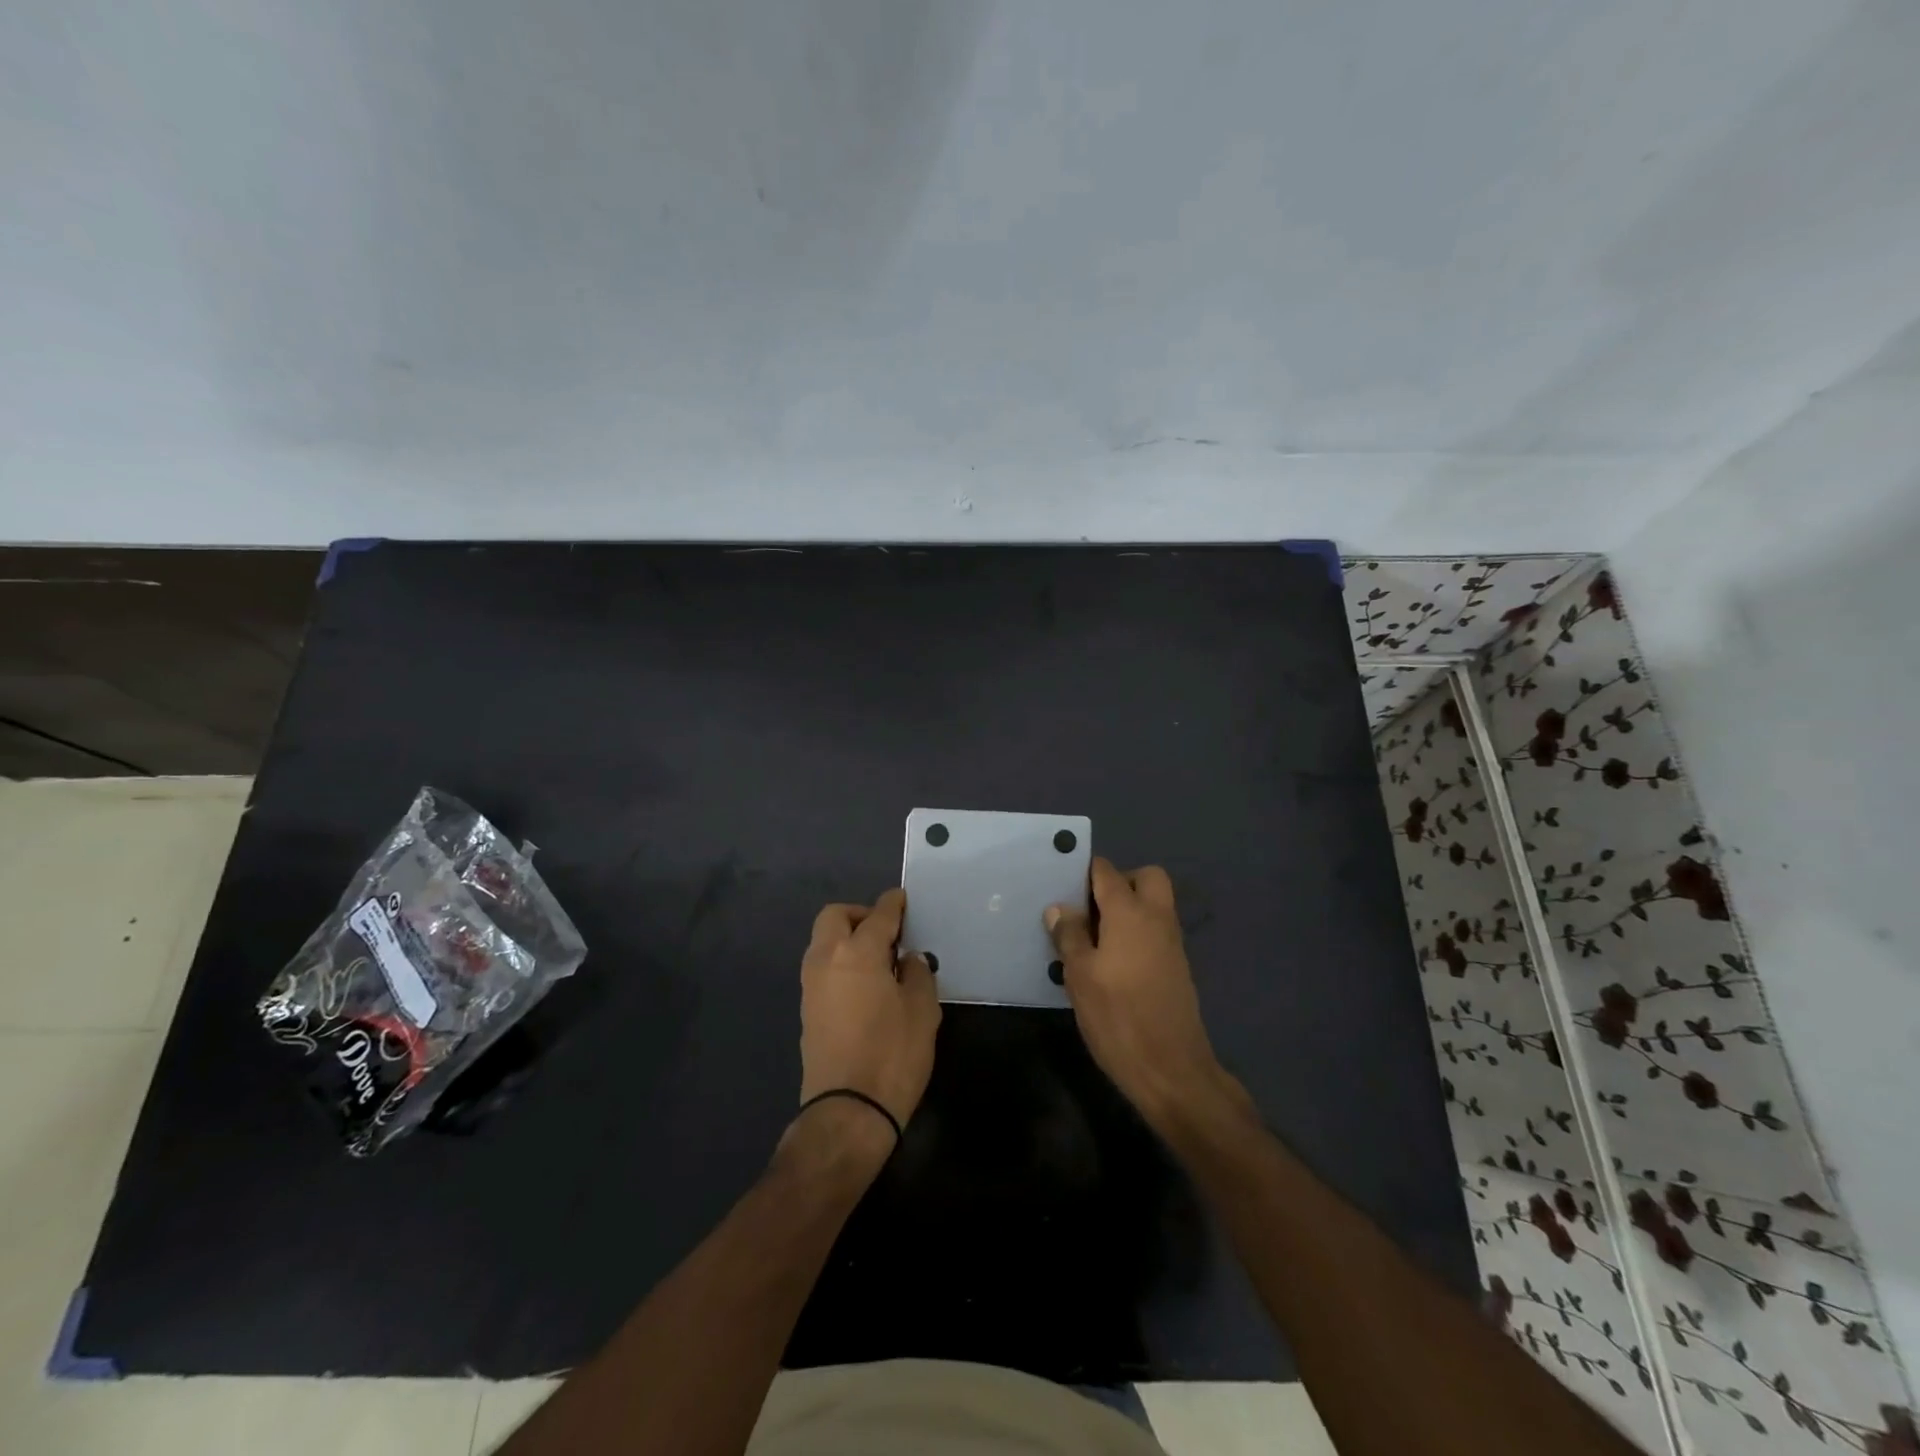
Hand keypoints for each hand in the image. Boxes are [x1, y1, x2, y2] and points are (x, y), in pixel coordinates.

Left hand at [798, 889, 940, 1136]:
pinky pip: (821, 967)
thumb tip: (907, 959)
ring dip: (846, 937)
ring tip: (878, 959)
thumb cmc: (893, 1055)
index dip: (893, 904)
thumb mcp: (922, 1010)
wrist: (848, 1112)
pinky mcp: (806, 1009)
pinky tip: (864, 983)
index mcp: (858, 952)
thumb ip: (917, 974)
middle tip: (887, 931)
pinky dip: (839, 961)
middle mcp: (827, 959)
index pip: (878, 915)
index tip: (903, 899)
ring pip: (823, 941)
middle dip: (860, 914)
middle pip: (835, 917)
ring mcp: (811, 985)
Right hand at [1046, 858, 1247, 1134]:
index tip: (1061, 884)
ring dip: (1128, 908)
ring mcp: (1172, 942)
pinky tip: (1111, 961)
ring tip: (1093, 937)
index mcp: (1130, 912)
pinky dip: (1136, 932)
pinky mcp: (1177, 966)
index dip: (1084, 872)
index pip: (1107, 871)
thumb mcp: (1080, 976)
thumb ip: (1069, 936)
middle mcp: (1157, 918)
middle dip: (1118, 882)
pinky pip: (1156, 930)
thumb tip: (1060, 907)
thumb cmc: (1118, 1017)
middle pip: (1145, 877)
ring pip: (1154, 904)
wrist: (1171, 1069)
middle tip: (1088, 909)